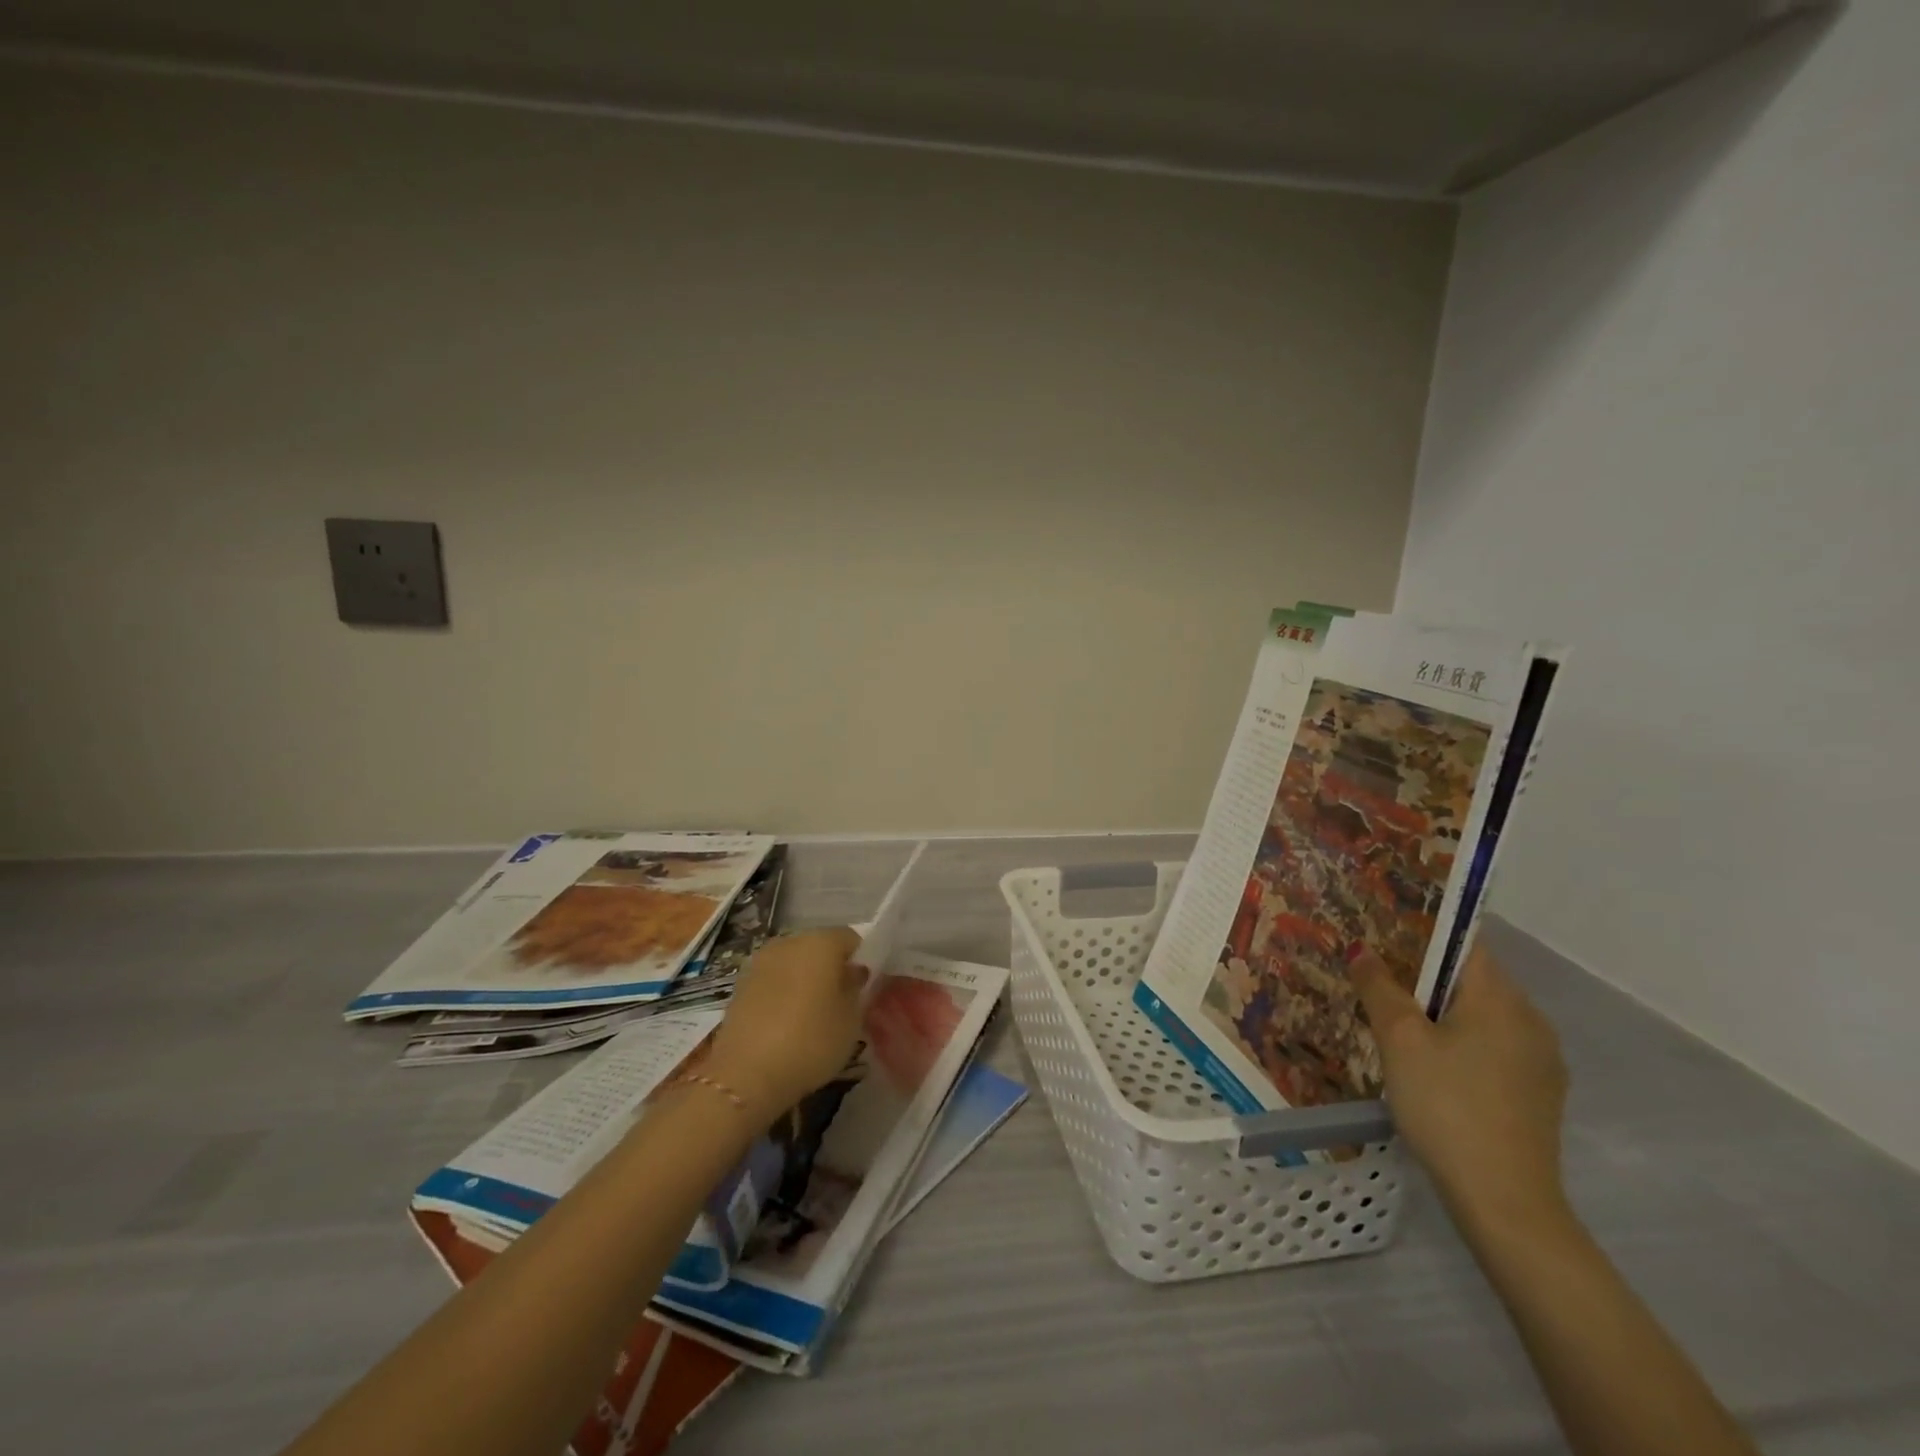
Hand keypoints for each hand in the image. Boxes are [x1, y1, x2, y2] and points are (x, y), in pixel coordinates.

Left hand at [708, 927, 865, 1121]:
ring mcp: (760, 962)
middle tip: (840, 1001)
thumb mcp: (850, 1020)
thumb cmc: (810, 1041)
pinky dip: (782, 993)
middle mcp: (788, 942)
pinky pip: (772, 981)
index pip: (851, 939)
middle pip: (819, 947)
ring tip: (812, 1014)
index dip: (861, 960)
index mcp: (821, 942)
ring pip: (793, 963)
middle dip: (831, 968)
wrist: (745, 1075)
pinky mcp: (739, 986)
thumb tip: (853, 972)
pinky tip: (786, 1022)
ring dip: (804, 980)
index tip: (864, 987)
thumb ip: (855, 989)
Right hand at [1350, 944, 1568, 1233]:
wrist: (1504, 1202)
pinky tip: (1431, 1066)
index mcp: (1502, 999)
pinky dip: (1462, 1043)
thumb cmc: (1447, 1105)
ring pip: (1483, 1016)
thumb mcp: (1399, 1040)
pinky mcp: (1539, 1095)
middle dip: (1426, 975)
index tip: (1384, 934)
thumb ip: (1379, 988)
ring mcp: (1541, 1062)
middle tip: (1377, 978)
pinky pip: (1495, 1048)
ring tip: (1396, 1022)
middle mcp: (1532, 1021)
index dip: (1424, 933)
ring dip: (1443, 1012)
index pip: (1465, 943)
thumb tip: (1363, 951)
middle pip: (1473, 979)